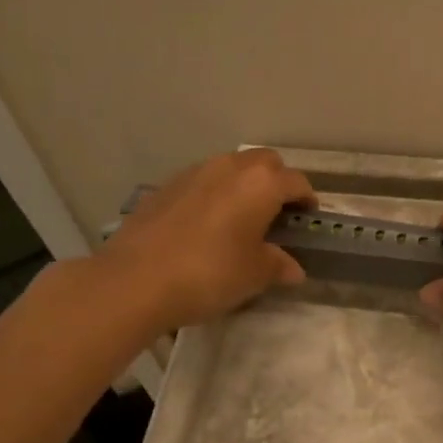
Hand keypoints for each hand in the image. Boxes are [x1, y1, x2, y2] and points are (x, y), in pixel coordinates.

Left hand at [93, 149, 314, 332]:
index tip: (307, 218)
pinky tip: (206, 225)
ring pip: (231, 167)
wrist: (135, 280)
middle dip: (277, 181)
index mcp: (261, 184)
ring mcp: (194, 173)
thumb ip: (278, 265)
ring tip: (241, 217)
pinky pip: (202, 182)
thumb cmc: (210, 273)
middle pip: (265, 162)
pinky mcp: (165, 187)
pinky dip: (213, 195)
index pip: (296, 182)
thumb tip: (293, 268)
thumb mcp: (254, 275)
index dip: (307, 199)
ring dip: (243, 185)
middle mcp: (230, 168)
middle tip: (276, 212)